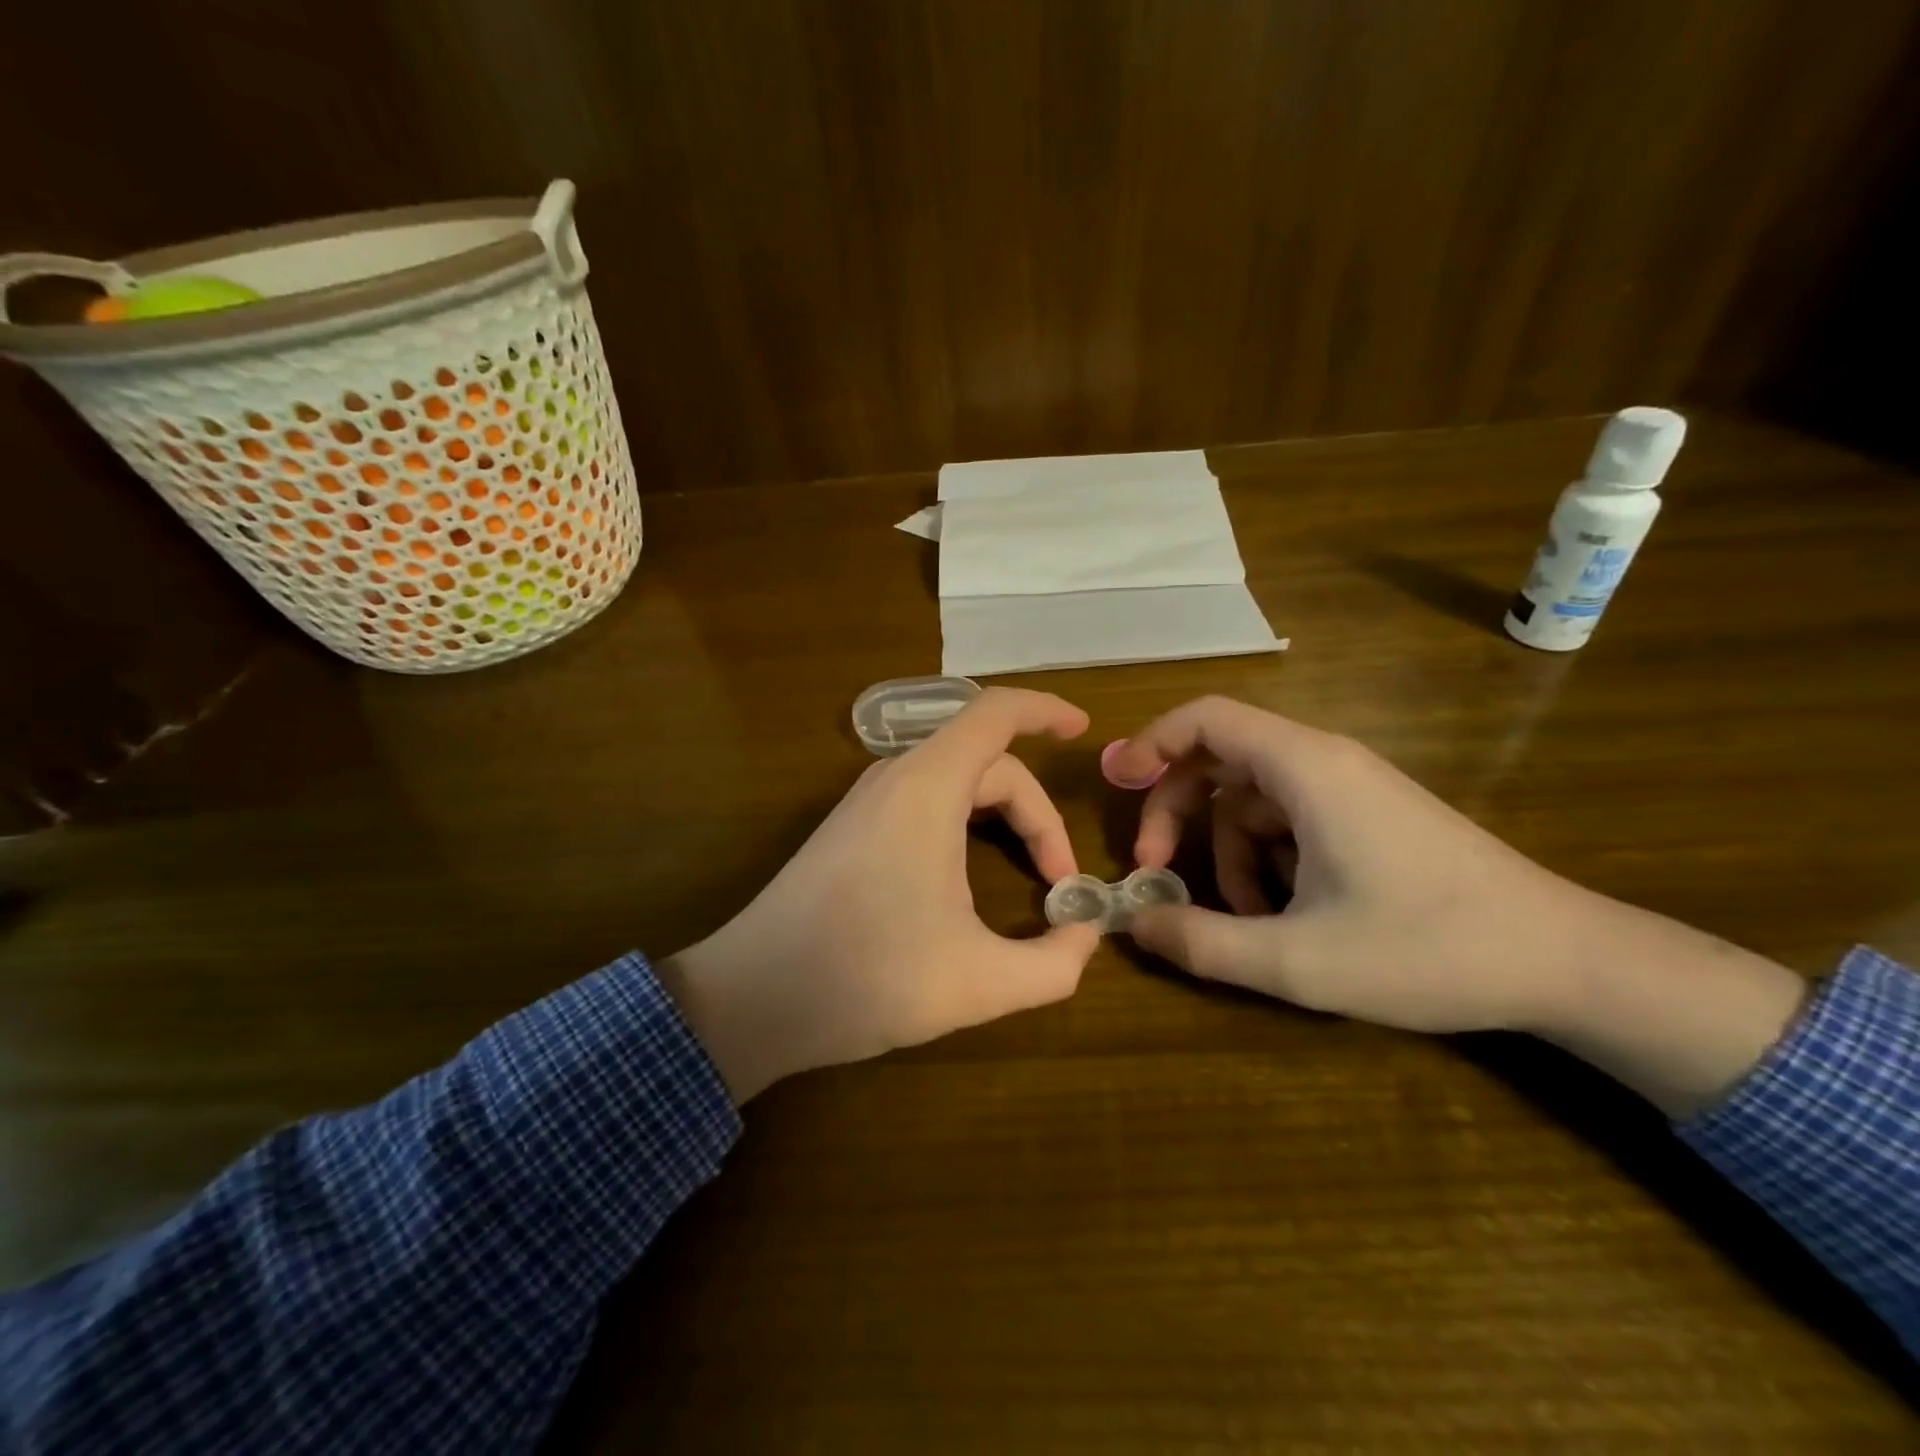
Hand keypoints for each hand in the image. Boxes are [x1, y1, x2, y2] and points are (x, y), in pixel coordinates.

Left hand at [659, 688, 1101, 1101]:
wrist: (752, 998)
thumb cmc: (867, 977)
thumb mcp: (979, 982)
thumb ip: (1054, 964)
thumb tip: (1085, 936)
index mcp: (928, 787)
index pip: (995, 713)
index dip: (1045, 711)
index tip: (1083, 731)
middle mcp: (895, 778)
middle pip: (988, 762)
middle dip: (1037, 813)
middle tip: (1061, 882)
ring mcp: (866, 801)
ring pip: (955, 780)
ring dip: (1002, 816)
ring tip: (1030, 870)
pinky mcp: (850, 828)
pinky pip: (925, 799)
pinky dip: (967, 821)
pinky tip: (971, 871)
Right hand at [1106, 696, 1806, 1113]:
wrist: (1567, 964)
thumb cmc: (1429, 950)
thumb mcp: (1298, 960)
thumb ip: (1201, 942)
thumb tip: (1132, 925)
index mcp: (1305, 769)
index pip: (1207, 718)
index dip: (1151, 742)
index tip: (1114, 784)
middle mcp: (1323, 762)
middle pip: (1218, 760)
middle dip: (1175, 813)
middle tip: (1153, 870)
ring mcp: (1349, 789)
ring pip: (1249, 800)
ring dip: (1224, 853)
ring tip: (1240, 921)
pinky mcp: (1366, 817)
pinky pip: (1287, 822)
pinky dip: (1264, 862)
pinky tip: (1280, 918)